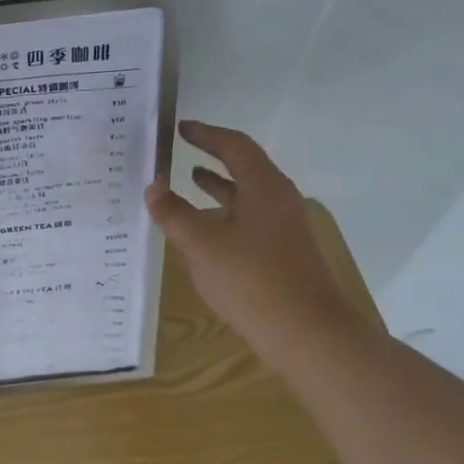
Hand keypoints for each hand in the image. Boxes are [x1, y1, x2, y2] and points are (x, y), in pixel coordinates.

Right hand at [145, 120, 363, 356]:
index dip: (205, 134)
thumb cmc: (253, 281)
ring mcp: (285, 227)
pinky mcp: (284, 252)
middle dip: (211, 156)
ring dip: (218, 186)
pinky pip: (249, 218)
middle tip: (179, 150)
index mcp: (264, 187)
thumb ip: (174, 214)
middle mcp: (279, 199)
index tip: (179, 128)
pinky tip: (206, 230)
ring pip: (247, 195)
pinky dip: (225, 213)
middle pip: (244, 166)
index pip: (234, 145)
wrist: (310, 335)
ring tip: (189, 181)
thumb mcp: (202, 245)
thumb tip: (153, 186)